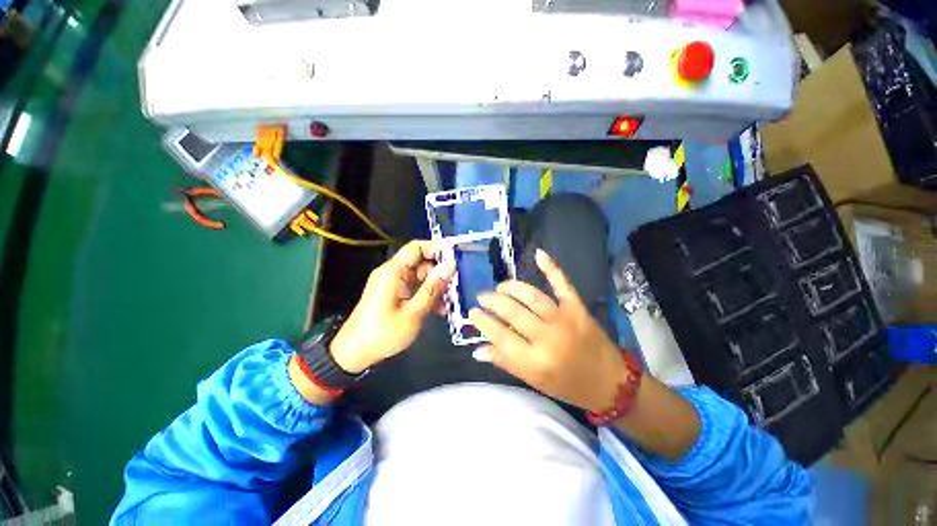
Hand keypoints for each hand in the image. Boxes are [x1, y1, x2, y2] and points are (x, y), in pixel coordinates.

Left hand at [329, 240, 455, 373]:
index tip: (455, 258)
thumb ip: (433, 288)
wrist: (355, 353)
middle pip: (421, 264)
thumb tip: (450, 266)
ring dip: (436, 288)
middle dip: (440, 274)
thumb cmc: (383, 332)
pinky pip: (415, 289)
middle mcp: (393, 273)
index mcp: (394, 271)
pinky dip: (427, 296)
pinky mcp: (394, 295)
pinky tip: (439, 310)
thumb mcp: (414, 312)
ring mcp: (394, 285)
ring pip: (421, 278)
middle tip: (456, 287)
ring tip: (449, 302)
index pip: (416, 247)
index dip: (436, 249)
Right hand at [469, 249, 627, 412]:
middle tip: (483, 297)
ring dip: (511, 288)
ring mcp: (564, 319)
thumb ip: (505, 362)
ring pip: (531, 296)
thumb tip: (477, 350)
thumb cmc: (567, 386)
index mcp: (535, 361)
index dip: (483, 322)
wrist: (610, 382)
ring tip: (500, 287)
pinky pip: (562, 284)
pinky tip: (539, 253)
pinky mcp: (577, 308)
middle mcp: (547, 338)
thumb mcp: (533, 381)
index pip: (500, 336)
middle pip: (513, 312)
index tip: (472, 312)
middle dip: (492, 301)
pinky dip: (551, 267)